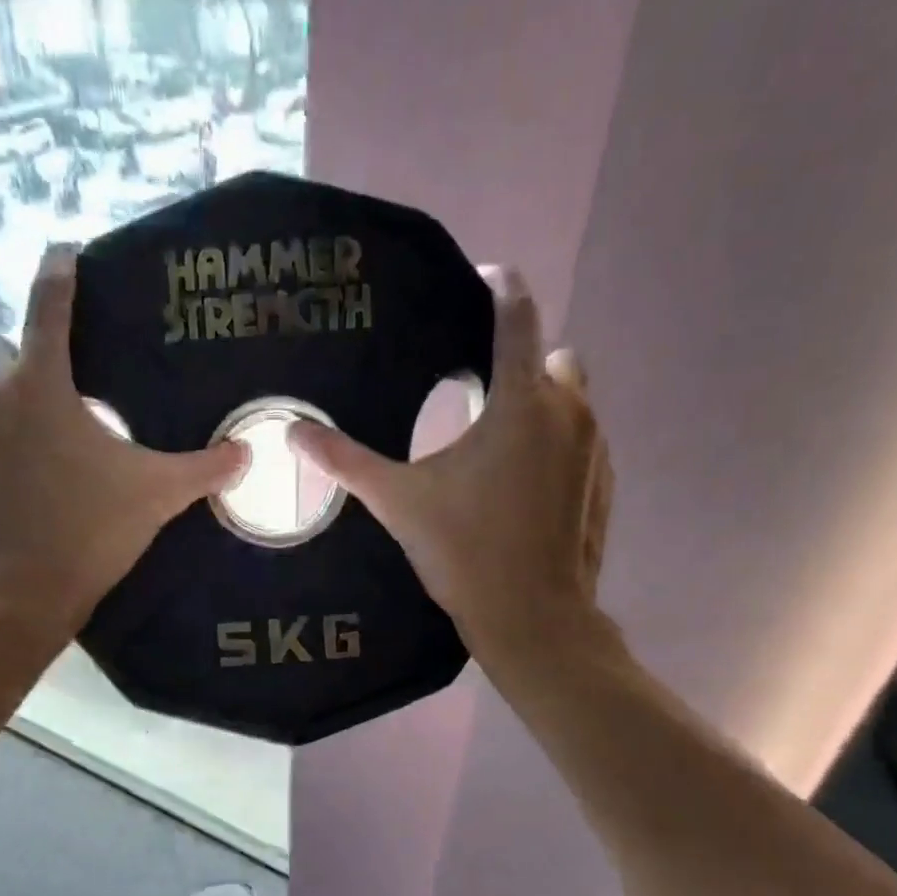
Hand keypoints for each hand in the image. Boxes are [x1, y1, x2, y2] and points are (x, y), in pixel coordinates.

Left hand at [0, 244, 244, 643]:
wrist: (19, 596)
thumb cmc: (90, 533)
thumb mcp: (157, 495)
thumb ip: (204, 467)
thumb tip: (247, 452)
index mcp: (42, 385)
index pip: (48, 303)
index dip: (60, 270)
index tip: (65, 251)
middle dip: (24, 354)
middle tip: (61, 388)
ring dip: (2, 400)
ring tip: (37, 435)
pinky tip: (7, 472)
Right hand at [288, 267, 614, 669]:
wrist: (533, 618)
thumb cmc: (464, 552)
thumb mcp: (398, 502)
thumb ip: (346, 461)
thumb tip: (292, 432)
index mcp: (521, 403)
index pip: (517, 317)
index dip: (501, 287)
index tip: (484, 278)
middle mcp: (570, 411)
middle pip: (551, 356)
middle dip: (519, 361)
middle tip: (476, 392)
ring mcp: (595, 449)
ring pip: (573, 398)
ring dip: (540, 402)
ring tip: (496, 439)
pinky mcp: (604, 483)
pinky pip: (583, 439)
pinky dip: (557, 442)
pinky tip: (523, 483)